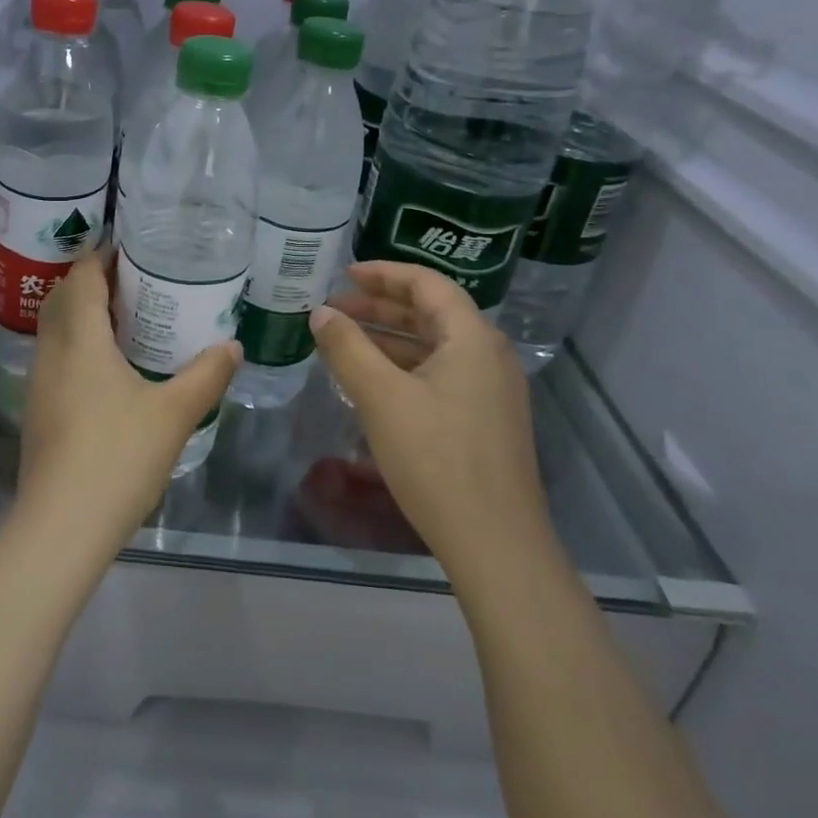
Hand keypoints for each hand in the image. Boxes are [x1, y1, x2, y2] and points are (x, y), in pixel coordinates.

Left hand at [18, 249, 239, 556]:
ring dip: (81, 314)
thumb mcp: (174, 413)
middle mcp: (52, 352)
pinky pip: (55, 358)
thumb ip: (206, 374)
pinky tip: (107, 368)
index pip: (82, 278)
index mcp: (80, 340)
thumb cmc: (117, 457)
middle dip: (91, 282)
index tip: (132, 249)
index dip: (101, 257)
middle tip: (134, 280)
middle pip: (62, 299)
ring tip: (124, 318)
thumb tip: (233, 344)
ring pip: (55, 330)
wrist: (61, 526)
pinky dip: (77, 345)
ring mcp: (39, 384)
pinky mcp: (39, 411)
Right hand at [308, 261, 546, 566]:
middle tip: (334, 309)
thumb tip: (321, 313)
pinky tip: (373, 381)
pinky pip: (441, 374)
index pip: (426, 284)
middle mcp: (488, 355)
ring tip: (344, 341)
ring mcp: (492, 390)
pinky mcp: (486, 419)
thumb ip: (347, 348)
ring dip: (389, 338)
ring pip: (434, 346)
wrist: (496, 544)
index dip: (383, 274)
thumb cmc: (436, 459)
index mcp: (472, 338)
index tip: (343, 274)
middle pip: (431, 312)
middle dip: (380, 307)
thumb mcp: (381, 397)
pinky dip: (404, 366)